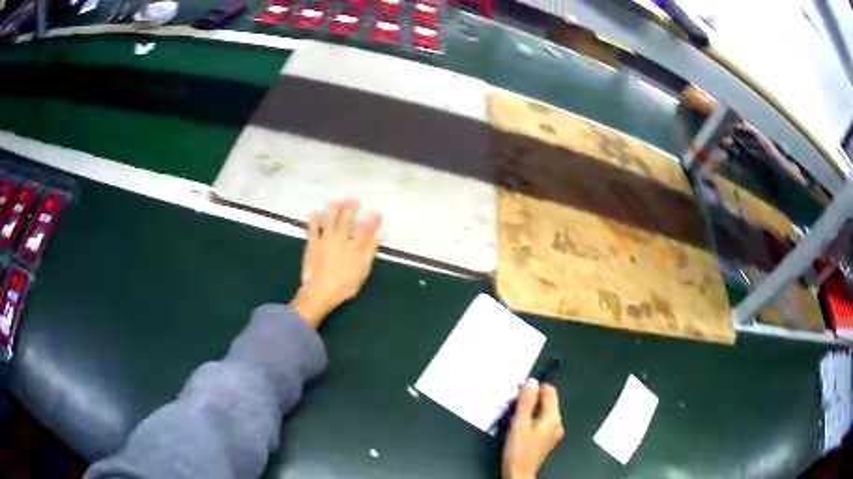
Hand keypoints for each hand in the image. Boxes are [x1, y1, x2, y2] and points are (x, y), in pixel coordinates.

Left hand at [290, 199, 381, 327]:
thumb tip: (379, 236)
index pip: (365, 229)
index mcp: (355, 248)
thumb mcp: (363, 271)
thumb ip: (370, 251)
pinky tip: (314, 212)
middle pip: (346, 220)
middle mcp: (341, 240)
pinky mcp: (312, 244)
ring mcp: (325, 240)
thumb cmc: (344, 286)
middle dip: (350, 208)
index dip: (372, 219)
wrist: (320, 292)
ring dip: (332, 209)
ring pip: (330, 220)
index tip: (377, 212)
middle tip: (353, 199)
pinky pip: (312, 229)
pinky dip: (313, 220)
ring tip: (335, 201)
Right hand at [502, 379, 563, 478]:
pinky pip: (541, 422)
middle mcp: (557, 423)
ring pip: (542, 412)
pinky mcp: (546, 439)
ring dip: (528, 409)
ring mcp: (553, 432)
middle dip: (529, 399)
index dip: (534, 388)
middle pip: (546, 401)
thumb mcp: (520, 423)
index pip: (549, 391)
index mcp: (553, 417)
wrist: (518, 474)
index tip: (516, 392)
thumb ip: (526, 401)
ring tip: (511, 416)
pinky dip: (530, 419)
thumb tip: (532, 381)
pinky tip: (517, 426)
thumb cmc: (518, 449)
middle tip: (510, 405)